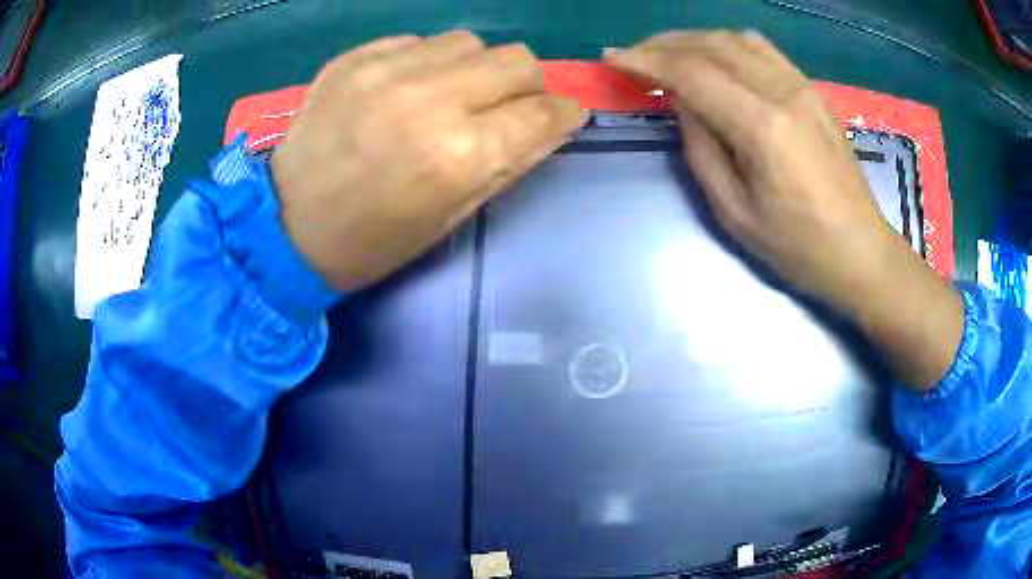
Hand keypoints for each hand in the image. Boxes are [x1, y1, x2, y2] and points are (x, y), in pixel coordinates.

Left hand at [272, 31, 585, 290]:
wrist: (286, 227)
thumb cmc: (373, 240)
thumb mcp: (451, 216)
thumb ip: (510, 163)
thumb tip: (554, 124)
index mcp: (460, 154)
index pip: (542, 113)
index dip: (564, 114)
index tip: (562, 117)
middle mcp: (431, 99)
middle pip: (517, 60)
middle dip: (527, 84)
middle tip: (509, 106)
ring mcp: (387, 71)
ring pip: (470, 42)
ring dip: (476, 68)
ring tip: (452, 95)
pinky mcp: (354, 59)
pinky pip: (418, 41)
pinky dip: (428, 63)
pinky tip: (407, 89)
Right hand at [605, 31, 962, 389]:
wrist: (861, 251)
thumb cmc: (799, 248)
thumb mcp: (735, 212)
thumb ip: (701, 148)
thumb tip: (680, 101)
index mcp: (763, 128)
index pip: (693, 73)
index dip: (646, 61)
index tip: (613, 59)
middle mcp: (784, 93)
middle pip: (712, 45)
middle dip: (664, 44)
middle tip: (634, 56)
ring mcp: (803, 87)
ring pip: (737, 39)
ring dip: (695, 40)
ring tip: (668, 54)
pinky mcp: (813, 92)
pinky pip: (763, 50)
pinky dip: (728, 44)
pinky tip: (714, 58)